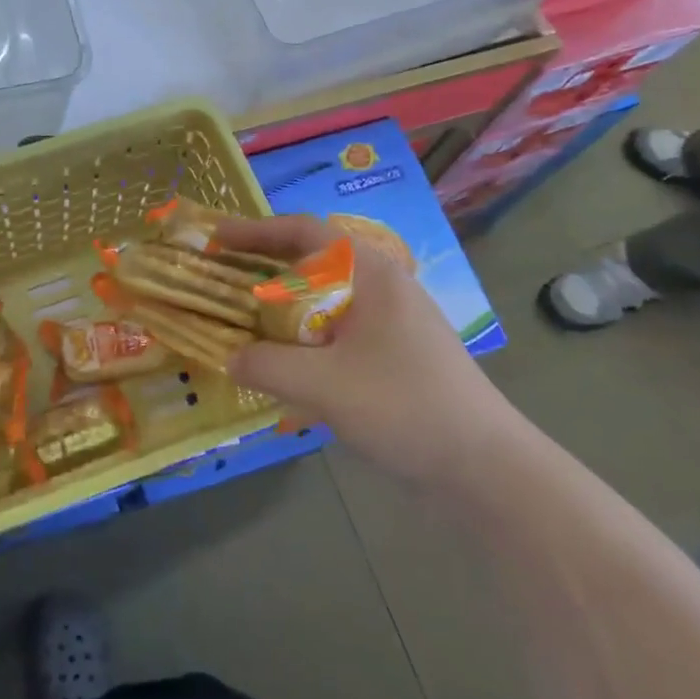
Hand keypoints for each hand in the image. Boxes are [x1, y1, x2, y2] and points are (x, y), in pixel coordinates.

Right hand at [215, 216, 504, 485]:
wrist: (483, 468)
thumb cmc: (404, 406)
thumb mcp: (324, 385)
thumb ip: (267, 366)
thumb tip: (230, 358)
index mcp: (370, 273)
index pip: (305, 231)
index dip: (256, 230)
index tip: (216, 237)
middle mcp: (381, 287)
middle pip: (312, 261)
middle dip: (264, 266)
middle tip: (220, 275)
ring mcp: (391, 322)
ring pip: (323, 299)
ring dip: (281, 305)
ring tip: (240, 317)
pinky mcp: (393, 356)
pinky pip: (336, 331)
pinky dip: (301, 336)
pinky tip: (280, 361)